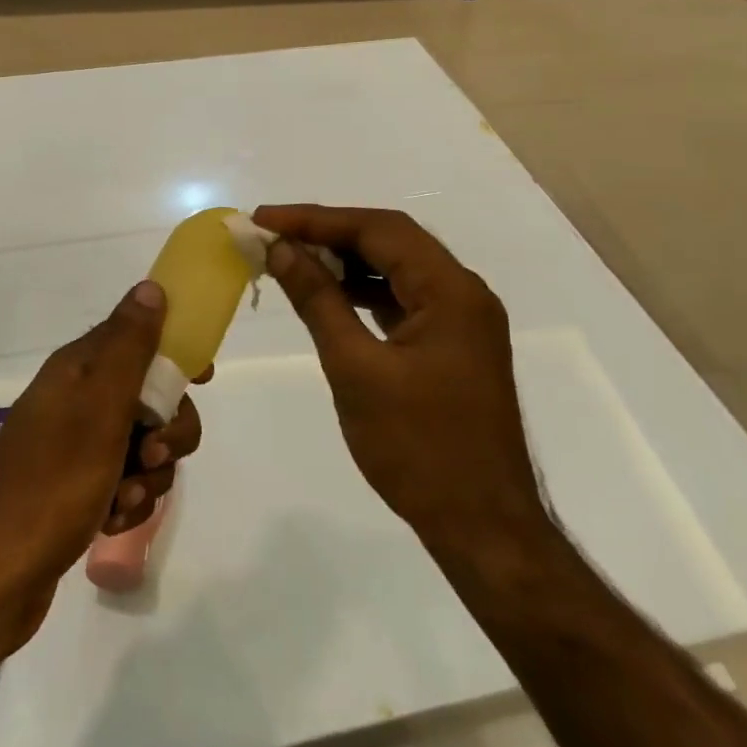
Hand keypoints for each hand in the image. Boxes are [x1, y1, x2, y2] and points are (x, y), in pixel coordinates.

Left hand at [0, 281, 202, 657]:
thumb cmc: (51, 482)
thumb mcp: (98, 407)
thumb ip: (129, 346)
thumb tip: (151, 287)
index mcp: (78, 370)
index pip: (138, 337)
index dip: (175, 353)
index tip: (202, 380)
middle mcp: (76, 402)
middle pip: (150, 398)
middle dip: (168, 430)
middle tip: (154, 454)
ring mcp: (75, 449)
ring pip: (143, 447)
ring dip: (147, 476)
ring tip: (121, 500)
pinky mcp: (76, 492)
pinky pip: (123, 484)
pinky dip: (125, 503)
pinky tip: (109, 521)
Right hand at [252, 205, 548, 552]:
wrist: (482, 527)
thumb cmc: (417, 448)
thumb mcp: (356, 369)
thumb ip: (319, 301)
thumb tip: (282, 250)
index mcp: (451, 290)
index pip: (379, 229)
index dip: (317, 219)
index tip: (265, 219)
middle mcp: (464, 293)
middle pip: (391, 241)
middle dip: (329, 234)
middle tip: (272, 234)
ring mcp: (462, 321)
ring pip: (397, 269)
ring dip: (346, 261)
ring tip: (291, 259)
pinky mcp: (453, 346)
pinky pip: (404, 300)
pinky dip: (364, 292)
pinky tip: (329, 296)